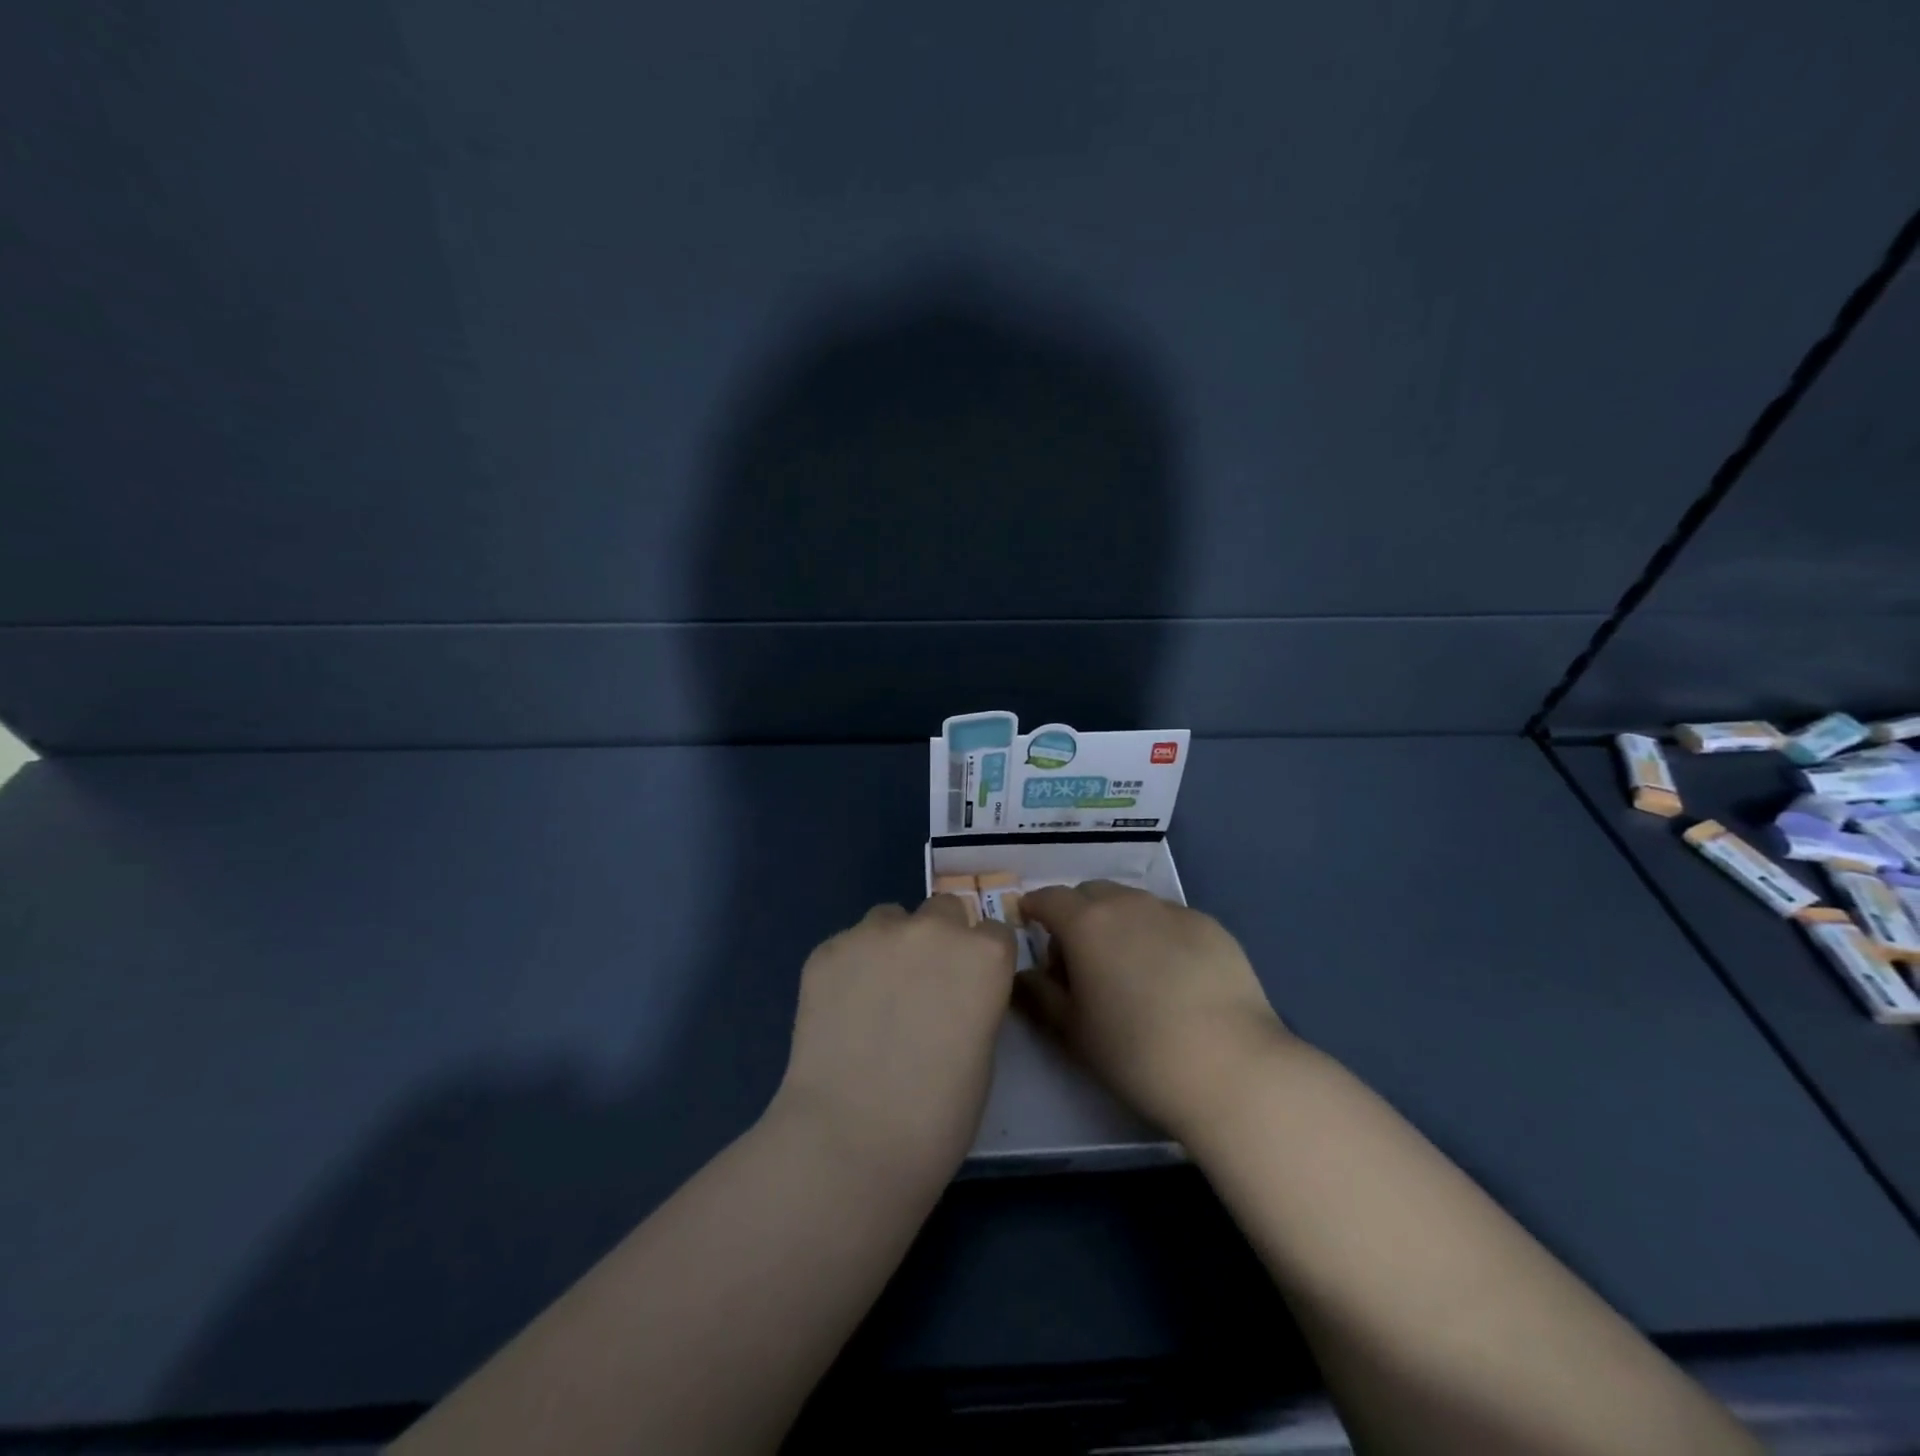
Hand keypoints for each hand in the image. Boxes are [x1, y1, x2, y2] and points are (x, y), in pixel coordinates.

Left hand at [772, 896, 1017, 1188]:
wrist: (852, 1139)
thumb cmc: (938, 1115)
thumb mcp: (982, 1052)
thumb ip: (972, 1002)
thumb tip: (951, 996)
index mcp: (984, 955)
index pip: (993, 932)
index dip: (981, 960)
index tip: (968, 987)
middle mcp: (933, 929)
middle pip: (943, 909)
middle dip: (938, 938)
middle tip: (921, 986)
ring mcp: (875, 933)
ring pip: (889, 919)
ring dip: (890, 945)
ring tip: (873, 996)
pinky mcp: (828, 949)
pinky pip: (847, 945)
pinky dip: (848, 967)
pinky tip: (839, 1011)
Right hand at [1018, 881, 1288, 1137]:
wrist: (1230, 1066)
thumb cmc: (1136, 1052)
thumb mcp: (1073, 1031)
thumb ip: (1041, 995)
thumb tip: (1026, 975)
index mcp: (1086, 923)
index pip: (1049, 898)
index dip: (1035, 908)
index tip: (1031, 925)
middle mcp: (1128, 903)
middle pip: (1091, 893)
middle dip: (1078, 913)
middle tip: (1080, 954)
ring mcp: (1174, 911)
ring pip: (1133, 902)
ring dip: (1119, 921)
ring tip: (1129, 965)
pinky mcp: (1211, 926)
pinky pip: (1170, 919)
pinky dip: (1158, 934)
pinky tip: (1173, 974)